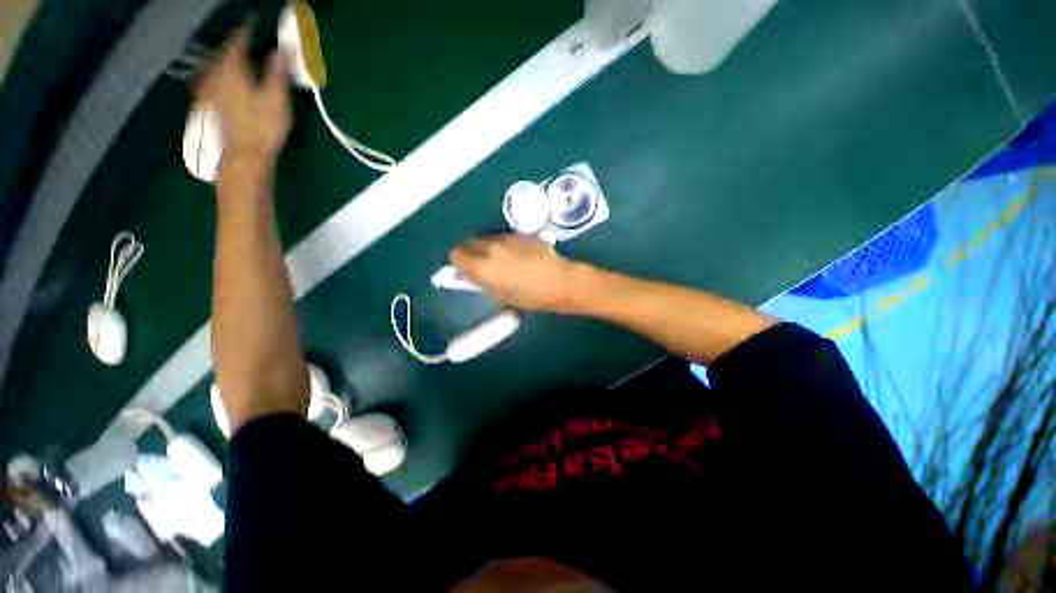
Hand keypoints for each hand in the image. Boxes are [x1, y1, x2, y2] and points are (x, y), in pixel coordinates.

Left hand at [197, 27, 290, 165]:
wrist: (243, 159)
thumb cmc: (263, 129)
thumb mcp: (276, 99)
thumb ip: (276, 72)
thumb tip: (281, 50)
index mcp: (232, 69)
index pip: (238, 41)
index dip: (247, 29)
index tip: (254, 21)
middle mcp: (215, 75)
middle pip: (223, 52)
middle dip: (235, 45)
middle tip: (246, 41)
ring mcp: (208, 91)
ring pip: (214, 66)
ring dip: (225, 60)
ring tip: (234, 59)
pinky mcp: (206, 106)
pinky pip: (210, 82)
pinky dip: (218, 76)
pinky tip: (221, 81)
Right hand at [450, 234, 583, 312]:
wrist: (560, 281)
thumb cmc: (531, 296)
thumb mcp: (501, 297)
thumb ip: (481, 283)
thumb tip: (469, 276)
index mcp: (483, 266)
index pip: (456, 254)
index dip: (458, 262)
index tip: (464, 270)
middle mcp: (490, 247)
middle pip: (468, 242)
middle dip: (469, 252)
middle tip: (479, 265)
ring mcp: (506, 238)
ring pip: (485, 238)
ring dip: (485, 247)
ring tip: (499, 260)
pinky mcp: (520, 234)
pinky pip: (502, 238)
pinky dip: (501, 245)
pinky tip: (515, 255)